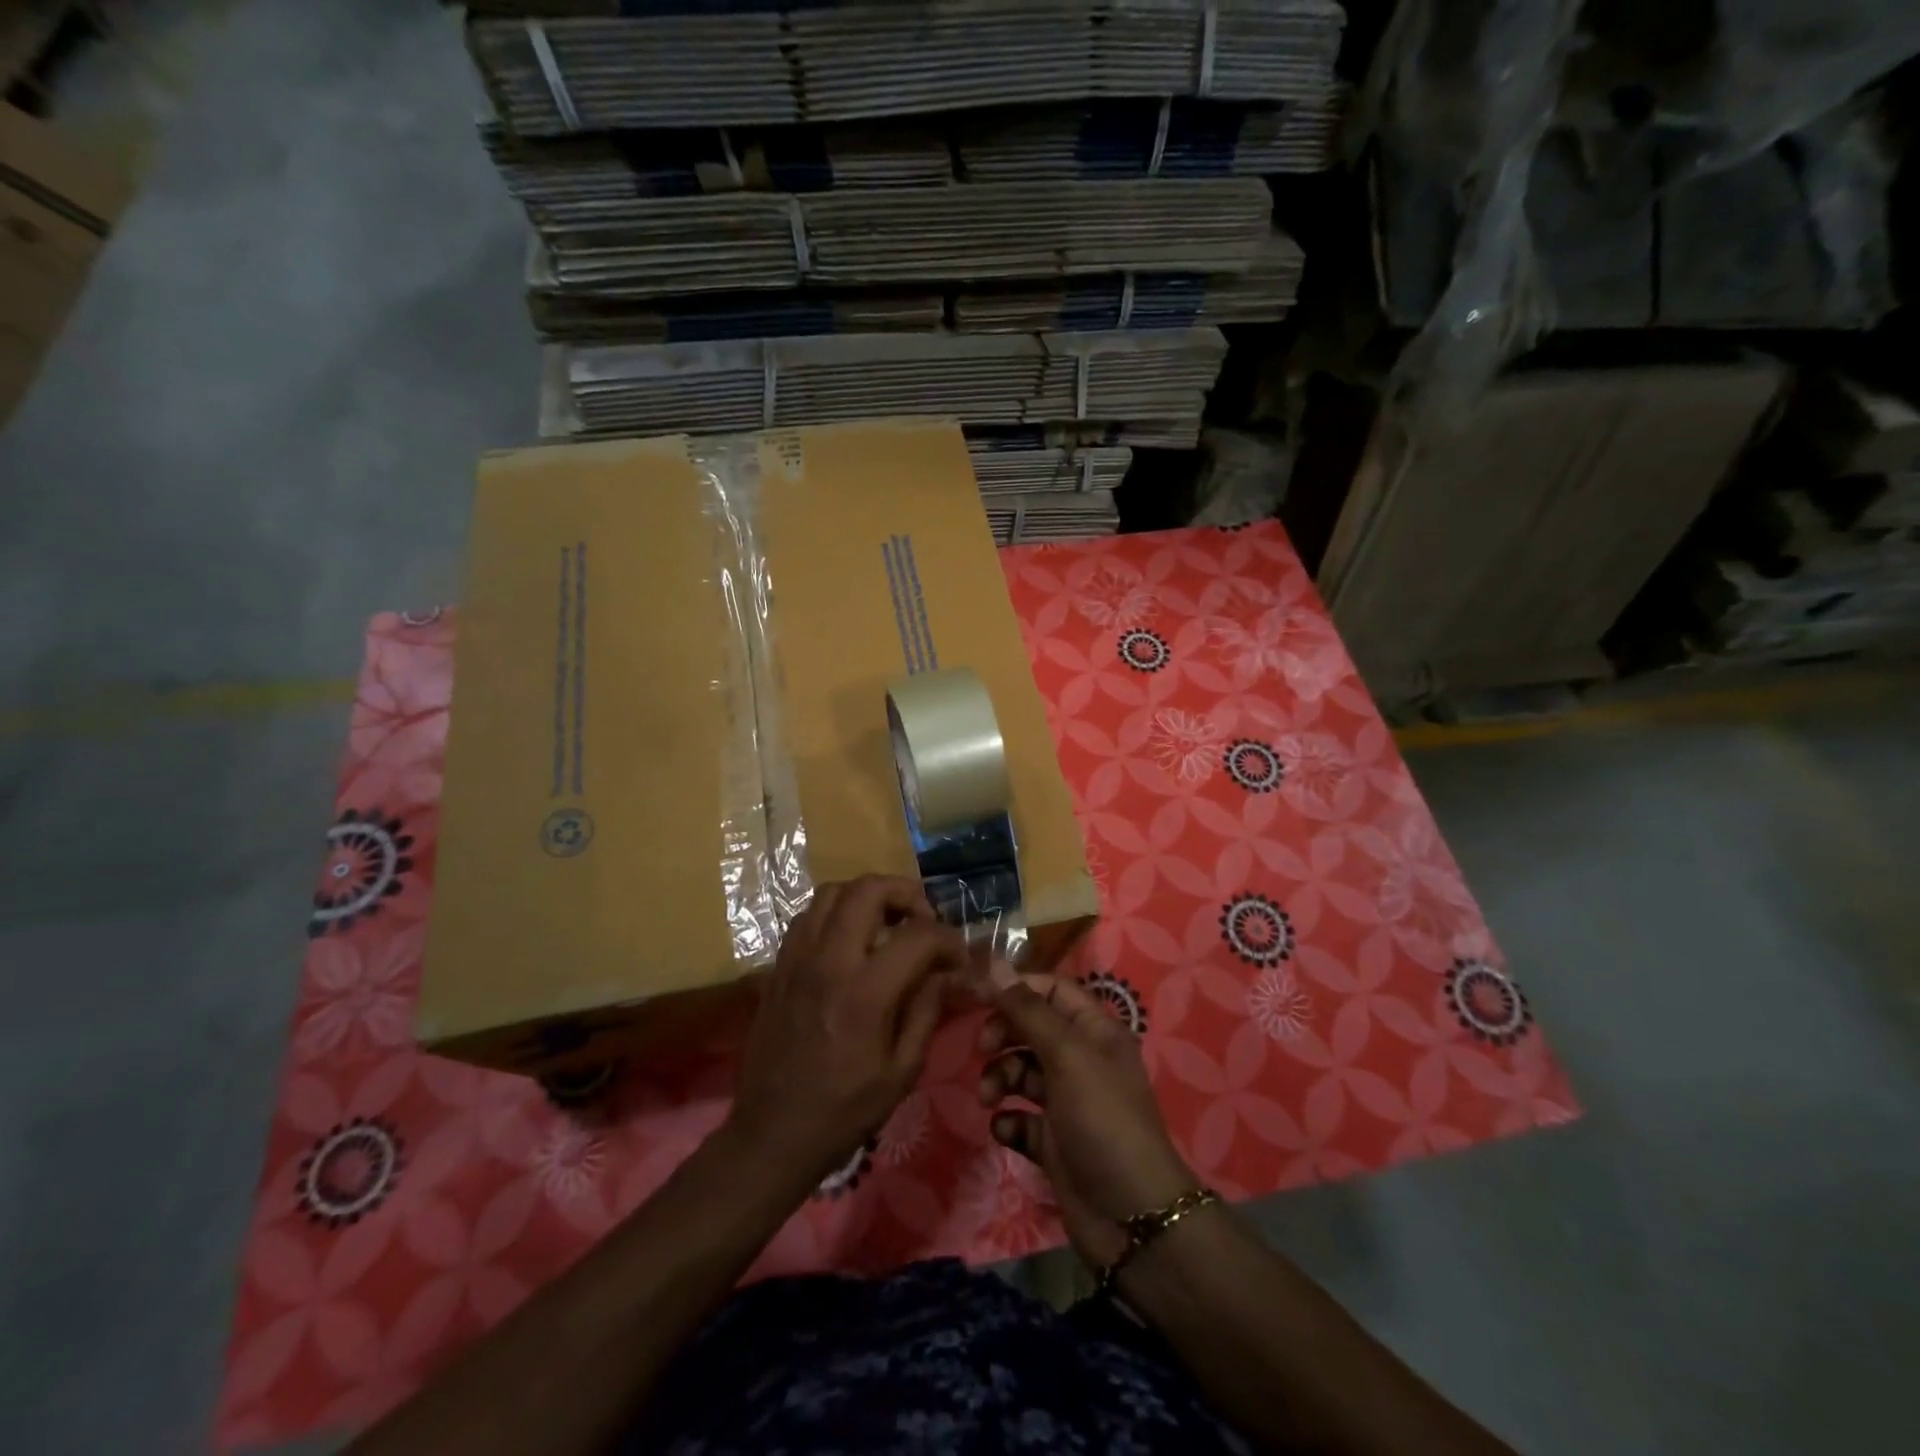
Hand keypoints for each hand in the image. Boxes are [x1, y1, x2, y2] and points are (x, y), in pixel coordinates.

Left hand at [729, 875, 968, 1185]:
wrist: (771, 1134)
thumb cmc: (844, 1111)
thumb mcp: (902, 1070)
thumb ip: (928, 1010)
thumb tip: (949, 972)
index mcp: (864, 992)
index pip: (918, 935)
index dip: (948, 938)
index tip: (958, 957)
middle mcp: (828, 961)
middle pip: (868, 889)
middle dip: (906, 893)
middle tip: (923, 918)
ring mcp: (797, 958)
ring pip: (832, 892)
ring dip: (867, 897)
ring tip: (887, 922)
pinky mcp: (778, 965)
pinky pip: (807, 916)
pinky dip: (835, 912)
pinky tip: (850, 940)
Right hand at [977, 972, 1199, 1269]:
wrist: (1131, 1217)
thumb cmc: (1102, 1119)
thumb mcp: (1067, 1054)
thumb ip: (1028, 1010)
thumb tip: (993, 964)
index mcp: (1094, 1030)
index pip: (1051, 990)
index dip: (1017, 989)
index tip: (979, 996)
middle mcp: (1081, 1060)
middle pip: (1031, 1028)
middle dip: (1003, 1034)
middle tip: (982, 1049)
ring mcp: (1067, 1102)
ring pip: (1021, 1072)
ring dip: (999, 1078)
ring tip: (990, 1098)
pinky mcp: (1053, 1141)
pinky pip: (1020, 1117)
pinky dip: (1008, 1119)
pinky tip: (1006, 1129)